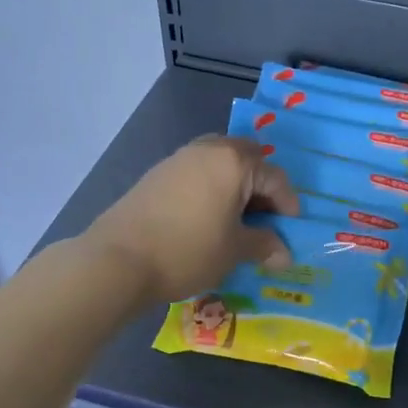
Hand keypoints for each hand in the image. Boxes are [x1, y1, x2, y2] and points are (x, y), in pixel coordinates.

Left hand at [84, 135, 299, 303]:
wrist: (118, 259)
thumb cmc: (188, 250)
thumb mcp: (234, 251)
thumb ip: (264, 246)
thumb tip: (284, 254)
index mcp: (234, 161)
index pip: (275, 177)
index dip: (288, 205)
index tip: (289, 231)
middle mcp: (208, 149)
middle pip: (248, 159)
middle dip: (261, 187)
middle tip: (264, 219)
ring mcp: (179, 159)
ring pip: (220, 164)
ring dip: (235, 187)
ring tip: (236, 221)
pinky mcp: (157, 174)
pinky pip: (197, 174)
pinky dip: (211, 190)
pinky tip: (207, 219)